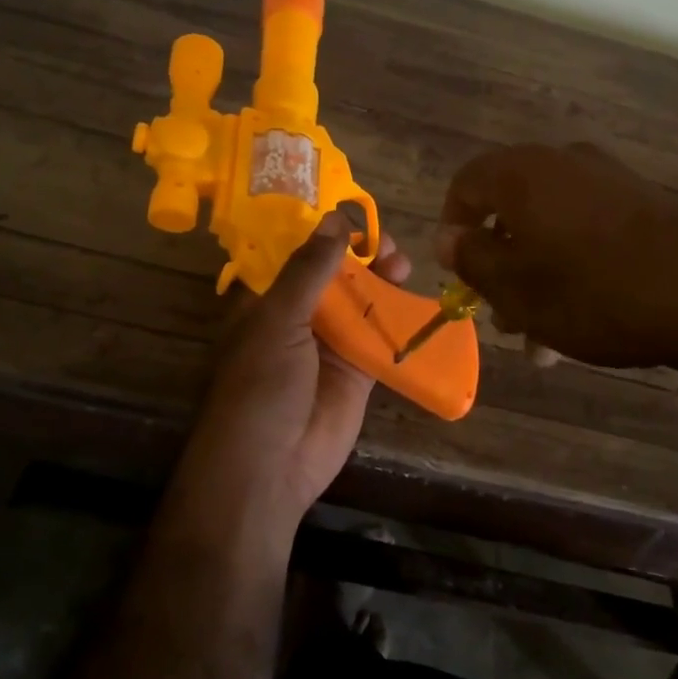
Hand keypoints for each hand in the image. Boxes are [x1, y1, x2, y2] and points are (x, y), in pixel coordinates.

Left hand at [174, 213, 411, 532]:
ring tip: (402, 263)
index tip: (354, 212)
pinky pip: (381, 337)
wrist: (272, 465)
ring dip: (381, 282)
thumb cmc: (261, 386)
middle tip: (386, 242)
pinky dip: (398, 319)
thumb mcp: (278, 321)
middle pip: (334, 277)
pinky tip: (416, 299)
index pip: (296, 257)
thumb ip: (308, 271)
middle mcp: (298, 319)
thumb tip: (334, 220)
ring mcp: (330, 346)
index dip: (323, 234)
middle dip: (359, 256)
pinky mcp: (358, 371)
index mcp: (267, 302)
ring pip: (361, 303)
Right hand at [435, 143, 677, 373]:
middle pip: (510, 210)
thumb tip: (448, 237)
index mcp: (523, 174)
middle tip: (504, 317)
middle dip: (500, 266)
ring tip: (543, 335)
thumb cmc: (594, 292)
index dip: (453, 229)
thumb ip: (472, 258)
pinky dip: (572, 265)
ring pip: (549, 228)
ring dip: (536, 276)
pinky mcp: (643, 200)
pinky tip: (584, 314)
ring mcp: (608, 179)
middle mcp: (563, 163)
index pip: (465, 185)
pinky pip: (587, 229)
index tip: (460, 274)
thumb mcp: (517, 287)